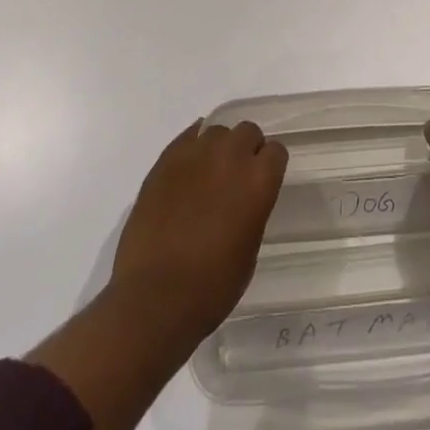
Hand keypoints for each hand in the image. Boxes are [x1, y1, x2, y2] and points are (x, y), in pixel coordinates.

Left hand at [110, 118, 287, 340]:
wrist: (154, 297)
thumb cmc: (210, 287)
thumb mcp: (248, 251)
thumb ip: (252, 211)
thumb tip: (243, 199)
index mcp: (258, 181)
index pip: (276, 152)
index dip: (269, 167)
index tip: (262, 182)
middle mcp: (231, 156)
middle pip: (248, 132)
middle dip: (246, 150)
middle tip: (235, 178)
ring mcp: (197, 153)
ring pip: (217, 132)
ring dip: (218, 149)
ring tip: (208, 175)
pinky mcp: (167, 158)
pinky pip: (188, 137)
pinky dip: (192, 148)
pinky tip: (188, 169)